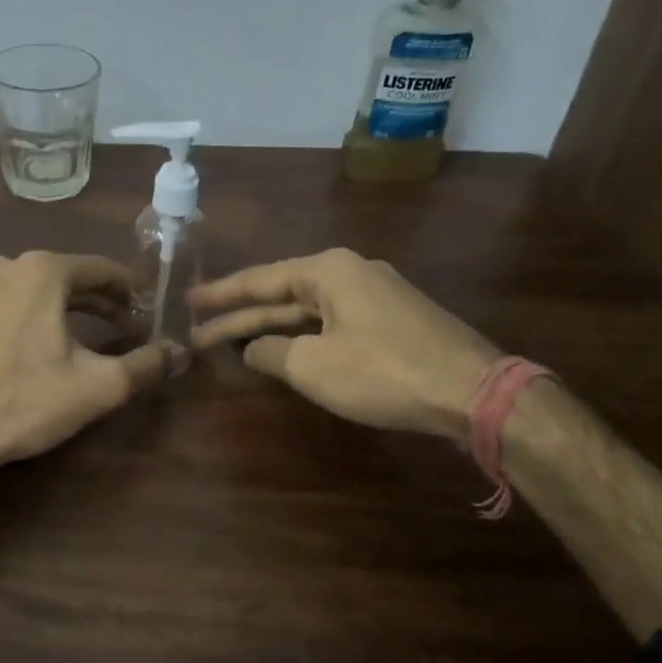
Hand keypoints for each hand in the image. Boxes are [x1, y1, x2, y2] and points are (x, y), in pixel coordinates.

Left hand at [0, 251, 179, 475]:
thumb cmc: (25, 401)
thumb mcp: (97, 387)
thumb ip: (146, 365)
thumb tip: (182, 352)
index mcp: (42, 271)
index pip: (102, 270)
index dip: (131, 291)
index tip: (147, 312)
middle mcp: (2, 267)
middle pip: (64, 278)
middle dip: (97, 302)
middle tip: (124, 327)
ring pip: (28, 293)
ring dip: (58, 311)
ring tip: (79, 339)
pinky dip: (21, 323)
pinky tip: (27, 352)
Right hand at [190, 249, 499, 438]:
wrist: (473, 391)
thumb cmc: (382, 372)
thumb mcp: (312, 366)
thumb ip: (271, 353)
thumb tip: (254, 349)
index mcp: (328, 271)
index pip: (260, 280)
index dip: (220, 295)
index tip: (188, 301)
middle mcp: (351, 272)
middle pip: (282, 295)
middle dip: (240, 317)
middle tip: (199, 333)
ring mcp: (375, 296)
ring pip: (308, 311)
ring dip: (271, 330)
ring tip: (232, 344)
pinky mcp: (392, 321)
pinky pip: (332, 323)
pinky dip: (302, 338)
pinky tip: (286, 352)